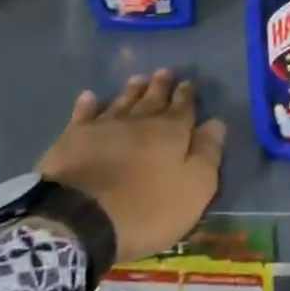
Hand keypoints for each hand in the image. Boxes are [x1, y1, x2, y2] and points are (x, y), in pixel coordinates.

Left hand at [36, 69, 225, 263]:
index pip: (183, 107)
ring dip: (131, 90)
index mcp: (170, 133)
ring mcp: (103, 127)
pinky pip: (83, 115)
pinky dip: (88, 105)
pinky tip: (89, 96)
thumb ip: (207, 154)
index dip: (187, 95)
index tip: (190, 82)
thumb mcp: (194, 188)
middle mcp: (138, 122)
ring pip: (122, 102)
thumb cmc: (146, 209)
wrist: (80, 219)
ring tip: (138, 79)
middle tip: (165, 71)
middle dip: (161, 86)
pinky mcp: (73, 139)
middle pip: (152, 99)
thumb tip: (216, 123)